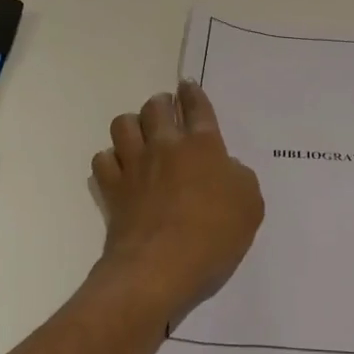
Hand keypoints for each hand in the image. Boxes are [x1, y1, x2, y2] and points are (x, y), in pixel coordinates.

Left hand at [91, 81, 263, 322]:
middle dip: (161, 103)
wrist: (160, 267)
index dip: (193, 94)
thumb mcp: (250, 205)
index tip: (187, 87)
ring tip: (140, 135)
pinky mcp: (112, 188)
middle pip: (156, 107)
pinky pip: (103, 159)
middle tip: (165, 110)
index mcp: (203, 145)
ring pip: (123, 124)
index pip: (197, 107)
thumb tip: (225, 169)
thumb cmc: (214, 235)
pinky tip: (120, 168)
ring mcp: (134, 165)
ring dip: (132, 125)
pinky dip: (110, 159)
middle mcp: (166, 146)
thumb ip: (239, 178)